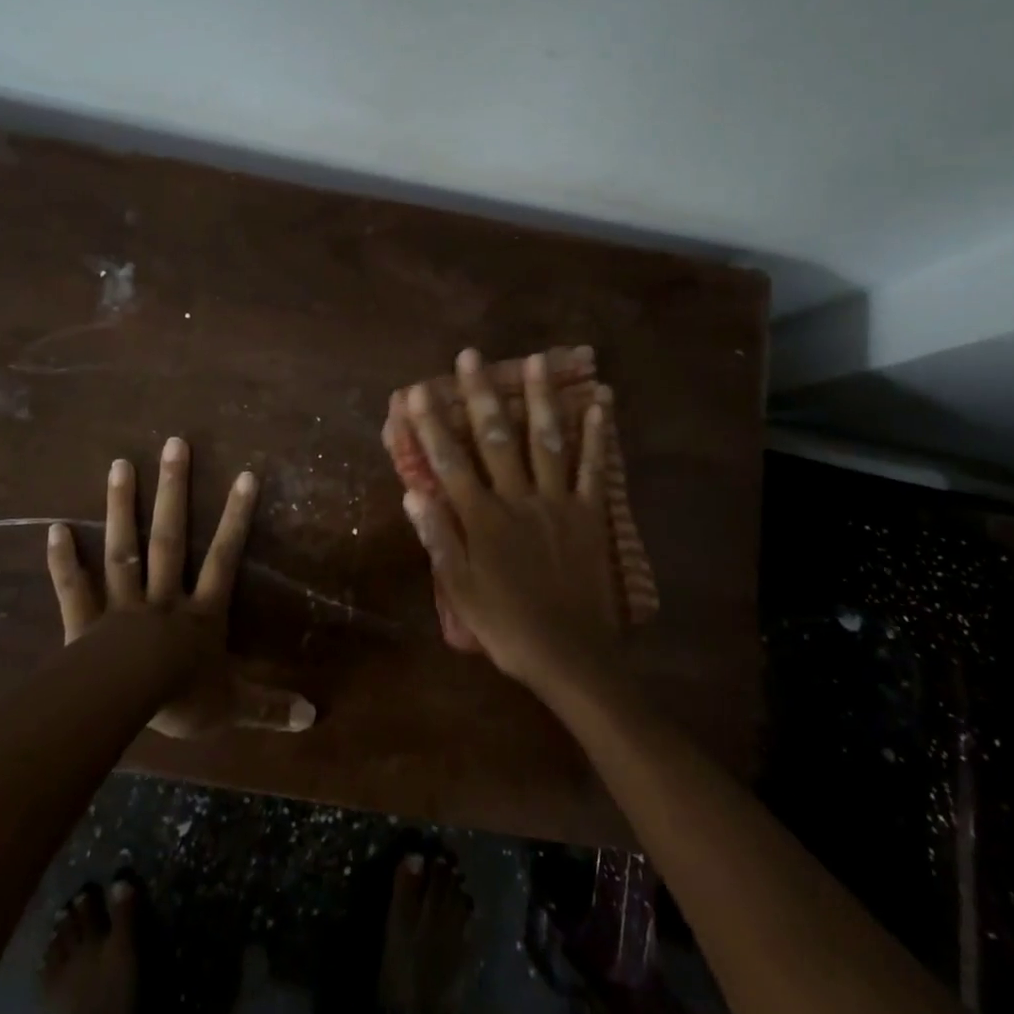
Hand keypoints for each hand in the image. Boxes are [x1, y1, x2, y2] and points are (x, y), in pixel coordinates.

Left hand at [46, 437, 314, 737]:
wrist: (123, 706)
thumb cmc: (181, 699)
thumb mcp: (233, 705)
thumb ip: (270, 705)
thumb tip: (316, 716)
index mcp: (200, 613)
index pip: (225, 557)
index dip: (236, 518)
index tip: (245, 474)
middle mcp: (163, 598)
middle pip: (170, 538)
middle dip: (174, 491)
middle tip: (174, 444)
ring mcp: (122, 606)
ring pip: (124, 549)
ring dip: (122, 508)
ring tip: (120, 464)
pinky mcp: (84, 623)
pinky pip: (74, 587)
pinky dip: (64, 560)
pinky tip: (55, 528)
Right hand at [400, 349, 619, 691]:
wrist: (570, 657)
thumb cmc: (506, 626)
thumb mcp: (460, 592)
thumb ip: (438, 539)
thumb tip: (414, 493)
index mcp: (482, 518)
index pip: (450, 462)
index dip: (431, 425)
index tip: (416, 391)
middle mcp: (518, 498)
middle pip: (495, 438)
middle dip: (480, 394)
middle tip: (471, 356)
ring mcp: (557, 502)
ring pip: (545, 441)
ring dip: (540, 398)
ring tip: (538, 359)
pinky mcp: (589, 514)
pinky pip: (592, 468)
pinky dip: (596, 436)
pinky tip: (599, 405)